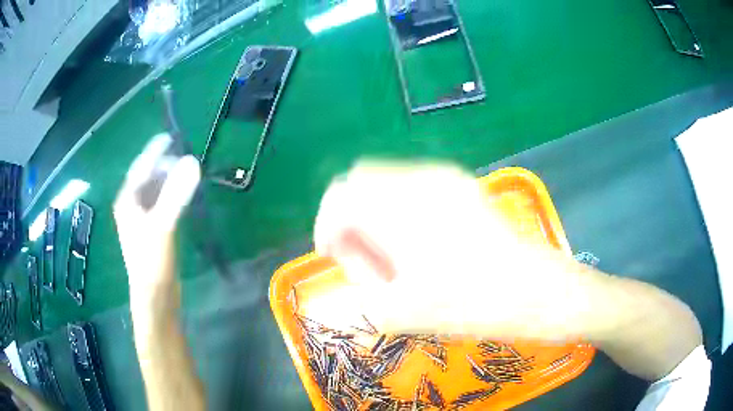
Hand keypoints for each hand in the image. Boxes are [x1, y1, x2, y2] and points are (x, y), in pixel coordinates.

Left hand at [113, 134, 199, 306]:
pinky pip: (161, 205)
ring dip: (169, 180)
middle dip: (164, 165)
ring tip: (186, 172)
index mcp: (128, 201)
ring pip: (154, 191)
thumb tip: (192, 161)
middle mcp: (132, 207)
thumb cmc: (152, 261)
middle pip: (148, 178)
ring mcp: (141, 220)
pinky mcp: (152, 232)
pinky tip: (182, 197)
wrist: (155, 297)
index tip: (169, 137)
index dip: (154, 151)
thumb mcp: (163, 225)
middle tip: (184, 156)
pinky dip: (171, 196)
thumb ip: (176, 193)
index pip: (141, 167)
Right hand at [314, 162, 600, 341]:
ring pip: (386, 180)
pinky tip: (417, 238)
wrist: (533, 290)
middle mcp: (418, 179)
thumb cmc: (468, 305)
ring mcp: (443, 176)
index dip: (327, 225)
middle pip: (360, 181)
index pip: (339, 196)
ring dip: (375, 210)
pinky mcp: (461, 182)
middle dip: (351, 216)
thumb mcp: (397, 311)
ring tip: (391, 250)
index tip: (334, 255)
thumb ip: (360, 278)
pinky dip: (399, 206)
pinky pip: (413, 184)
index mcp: (397, 208)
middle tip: (363, 255)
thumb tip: (354, 254)